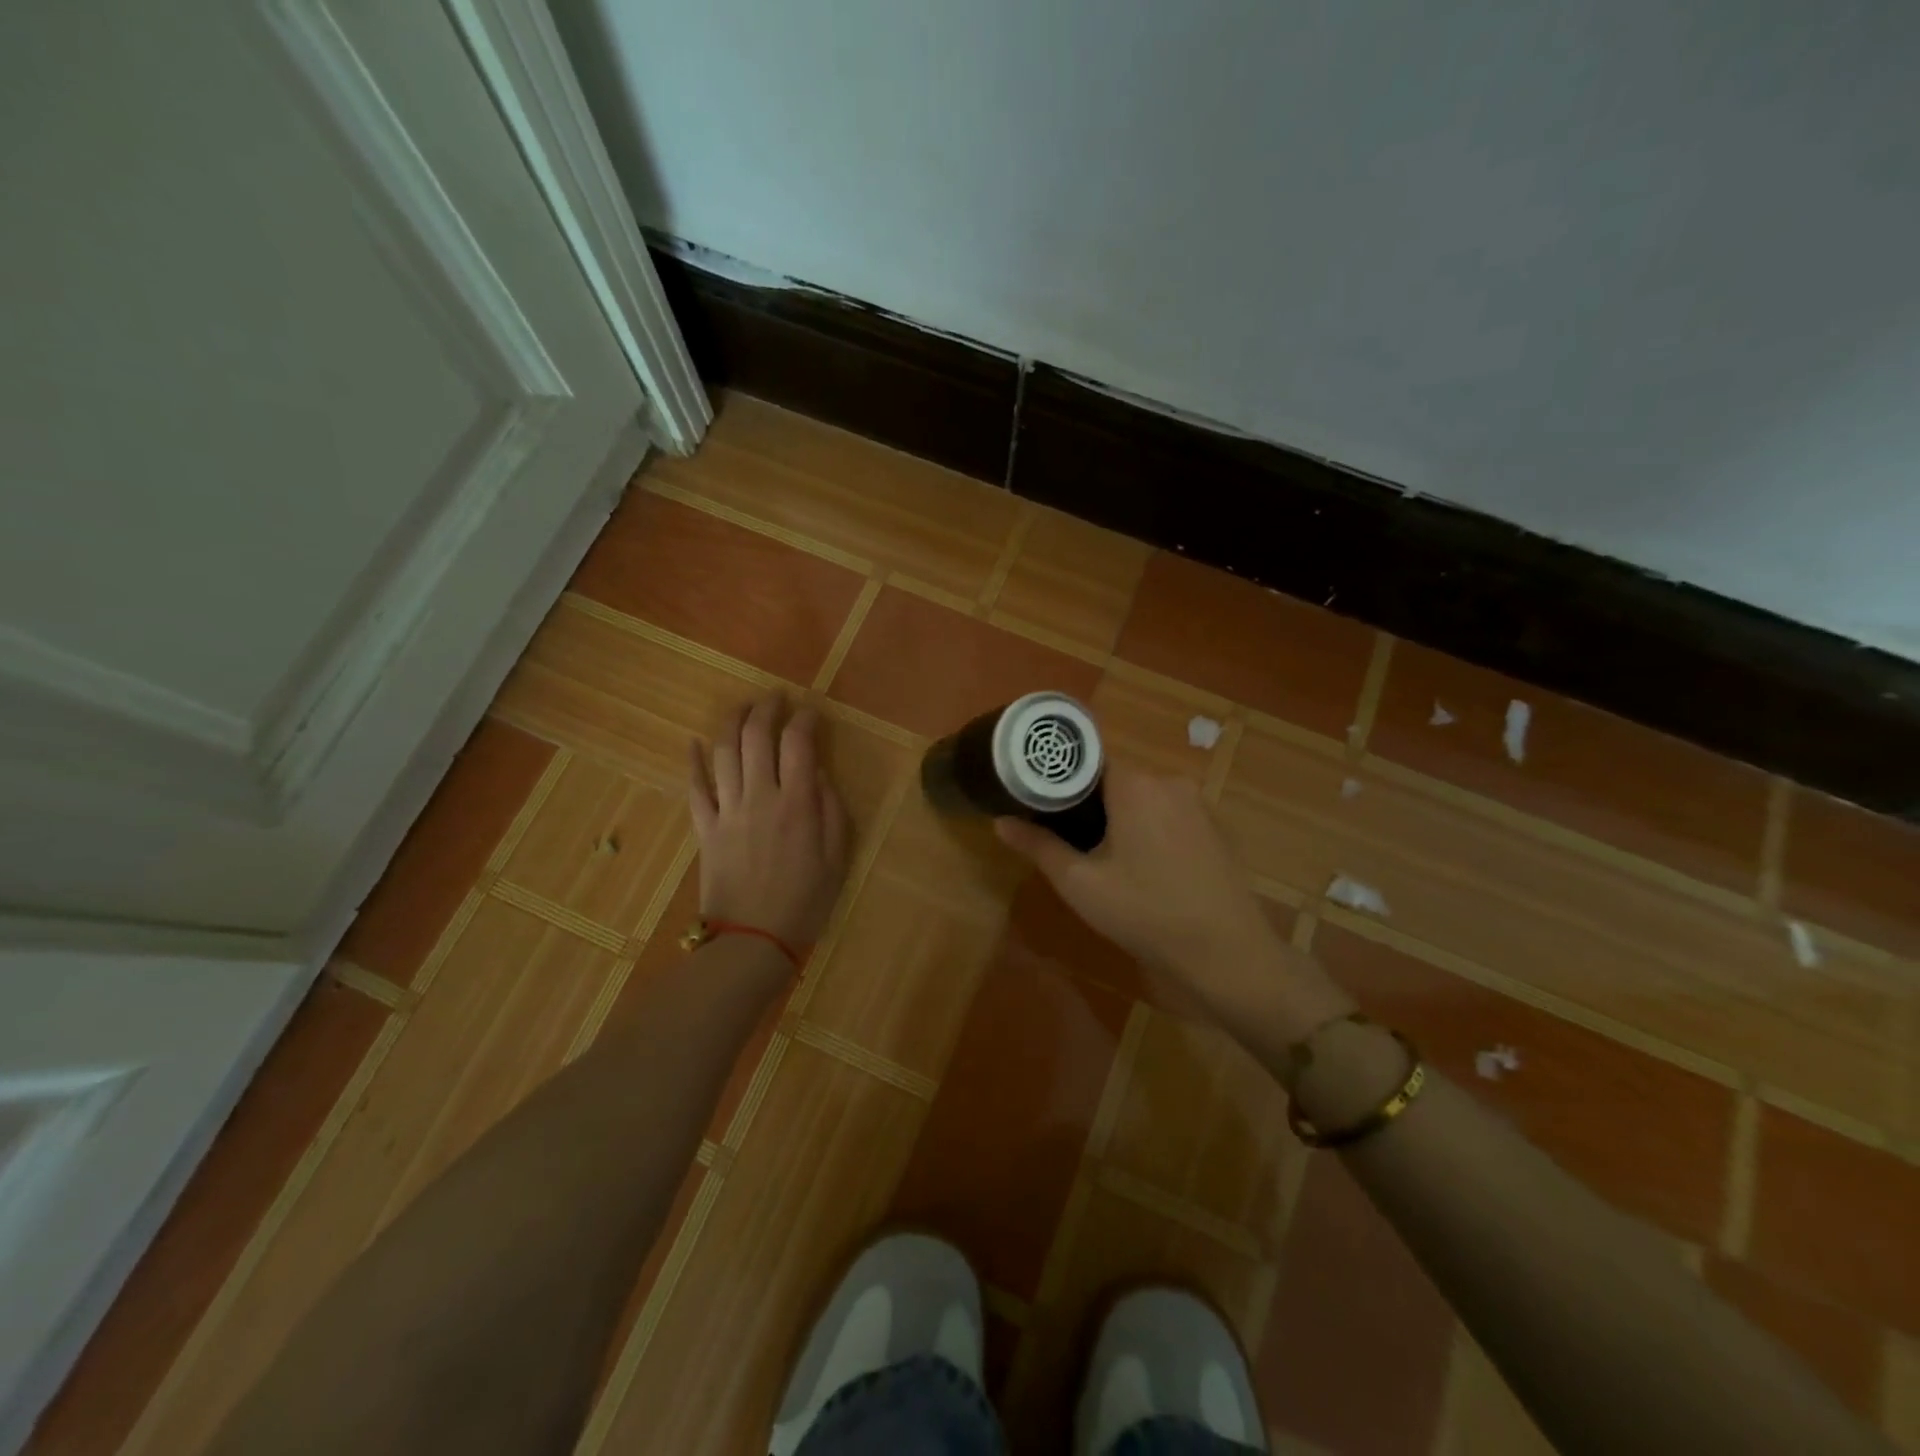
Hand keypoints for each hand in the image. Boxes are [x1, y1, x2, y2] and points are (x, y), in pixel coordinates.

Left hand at [688, 695, 850, 951]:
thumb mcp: (837, 858)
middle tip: (775, 698)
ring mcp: (728, 811)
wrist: (753, 941)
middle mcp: (760, 797)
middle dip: (766, 709)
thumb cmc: (805, 902)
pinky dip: (693, 762)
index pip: (799, 744)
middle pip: (757, 738)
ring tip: (742, 708)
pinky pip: (695, 788)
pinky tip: (694, 742)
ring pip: (724, 753)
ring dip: (732, 723)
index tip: (811, 711)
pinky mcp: (705, 829)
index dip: (805, 720)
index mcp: (797, 804)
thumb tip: (817, 774)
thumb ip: (831, 810)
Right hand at [994, 763, 1351, 1048]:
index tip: (1040, 801)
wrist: (1227, 953)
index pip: (1086, 760)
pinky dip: (1150, 828)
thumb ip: (1039, 847)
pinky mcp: (1215, 826)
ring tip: (1101, 854)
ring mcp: (1198, 803)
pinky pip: (1169, 814)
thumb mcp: (1081, 884)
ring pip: (1143, 797)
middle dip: (1089, 803)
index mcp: (1135, 784)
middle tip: (1067, 837)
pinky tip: (1145, 866)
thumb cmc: (1146, 913)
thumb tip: (1000, 821)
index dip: (1060, 779)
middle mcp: (1169, 781)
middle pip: (1115, 779)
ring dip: (1121, 817)